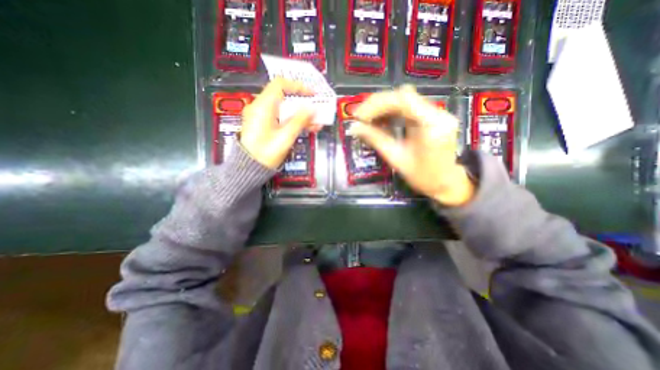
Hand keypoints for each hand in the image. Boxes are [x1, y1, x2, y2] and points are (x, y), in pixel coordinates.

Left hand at [240, 80, 318, 169]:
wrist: (249, 168)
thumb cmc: (266, 153)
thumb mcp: (285, 137)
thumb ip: (299, 120)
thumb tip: (312, 109)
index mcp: (263, 106)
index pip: (281, 84)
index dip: (298, 87)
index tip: (312, 95)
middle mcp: (261, 107)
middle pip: (285, 98)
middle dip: (303, 105)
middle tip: (317, 111)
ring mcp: (262, 117)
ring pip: (285, 110)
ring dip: (301, 116)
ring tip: (316, 124)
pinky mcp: (265, 126)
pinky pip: (281, 119)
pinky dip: (294, 122)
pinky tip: (307, 129)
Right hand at [351, 84, 473, 206]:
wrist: (446, 183)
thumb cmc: (422, 176)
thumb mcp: (396, 158)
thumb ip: (376, 139)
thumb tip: (355, 128)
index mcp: (432, 124)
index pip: (403, 100)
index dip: (377, 104)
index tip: (359, 115)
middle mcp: (437, 113)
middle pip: (403, 96)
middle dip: (378, 105)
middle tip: (360, 117)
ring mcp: (437, 113)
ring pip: (405, 100)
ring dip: (383, 108)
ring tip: (367, 120)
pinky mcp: (432, 117)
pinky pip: (409, 108)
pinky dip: (392, 112)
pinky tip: (381, 121)